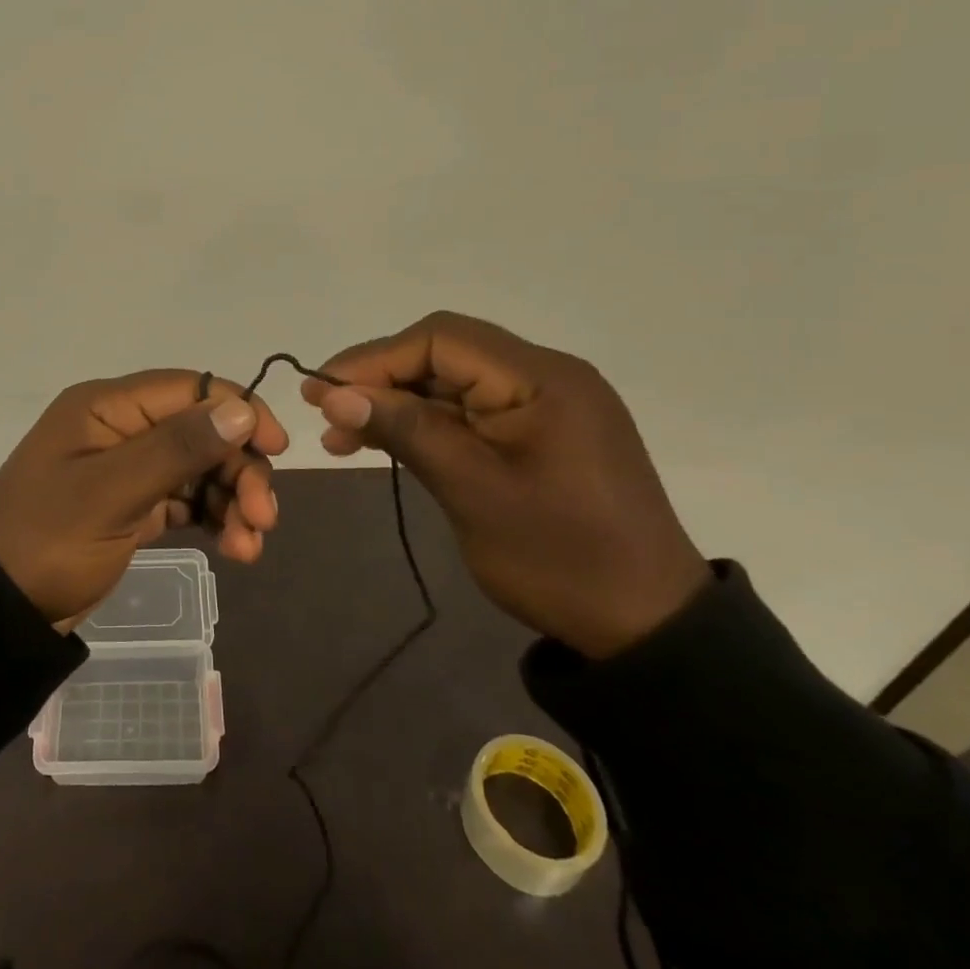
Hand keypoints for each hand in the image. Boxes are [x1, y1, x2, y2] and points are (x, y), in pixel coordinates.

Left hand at [0, 371, 288, 627]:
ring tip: (249, 546)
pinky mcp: (133, 505)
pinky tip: (234, 548)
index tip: (276, 447)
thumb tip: (241, 409)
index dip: (237, 410)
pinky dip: (213, 518)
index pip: (188, 388)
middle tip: (264, 518)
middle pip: (200, 430)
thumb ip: (176, 448)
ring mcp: (127, 467)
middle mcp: (121, 428)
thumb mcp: (111, 493)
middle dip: (238, 468)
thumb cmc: (48, 541)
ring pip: (199, 467)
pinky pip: (185, 498)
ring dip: (232, 499)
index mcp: (107, 407)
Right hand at [303, 312, 709, 657]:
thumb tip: (335, 394)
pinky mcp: (539, 433)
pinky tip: (384, 444)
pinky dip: (425, 425)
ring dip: (396, 404)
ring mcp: (545, 405)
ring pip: (451, 384)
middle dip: (380, 380)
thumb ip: (405, 430)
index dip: (374, 358)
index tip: (322, 390)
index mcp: (542, 378)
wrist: (647, 629)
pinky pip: (470, 413)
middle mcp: (546, 376)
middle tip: (326, 413)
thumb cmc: (560, 558)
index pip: (441, 339)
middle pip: (444, 355)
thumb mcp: (472, 491)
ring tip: (342, 437)